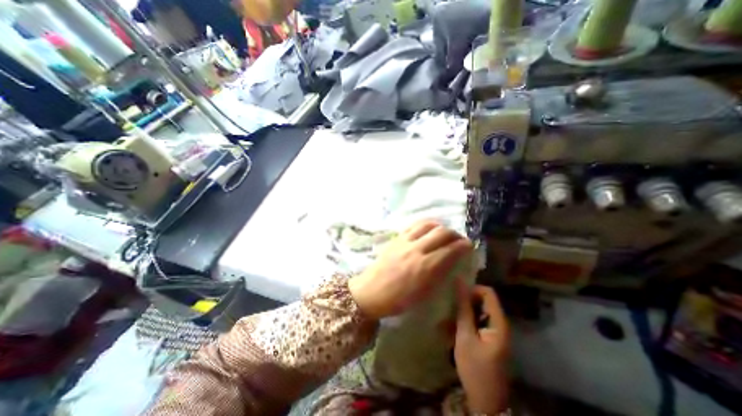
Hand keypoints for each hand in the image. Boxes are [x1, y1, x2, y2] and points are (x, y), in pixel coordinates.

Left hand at [347, 222, 467, 318]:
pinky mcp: (396, 238)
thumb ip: (440, 274)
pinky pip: (414, 225)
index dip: (463, 245)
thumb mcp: (425, 293)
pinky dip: (425, 225)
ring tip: (444, 233)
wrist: (371, 292)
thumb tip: (452, 260)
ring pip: (428, 224)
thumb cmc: (399, 299)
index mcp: (426, 266)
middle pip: (441, 232)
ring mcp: (405, 241)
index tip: (469, 246)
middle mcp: (417, 249)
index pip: (451, 249)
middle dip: (455, 234)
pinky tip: (428, 230)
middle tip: (459, 240)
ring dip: (440, 226)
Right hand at [452, 281, 510, 413]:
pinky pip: (478, 321)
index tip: (457, 297)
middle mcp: (500, 323)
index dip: (472, 290)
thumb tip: (459, 283)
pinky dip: (466, 321)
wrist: (486, 402)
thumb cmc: (475, 368)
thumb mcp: (465, 336)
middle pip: (483, 300)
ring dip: (464, 312)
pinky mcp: (490, 337)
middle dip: (466, 302)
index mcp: (498, 322)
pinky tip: (454, 330)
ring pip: (478, 310)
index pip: (488, 292)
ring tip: (449, 320)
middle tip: (451, 309)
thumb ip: (463, 308)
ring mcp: (495, 331)